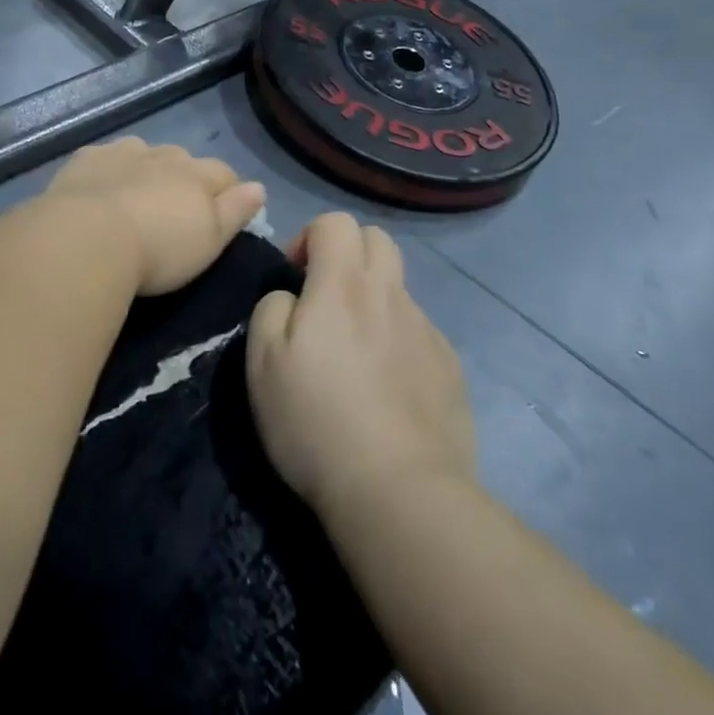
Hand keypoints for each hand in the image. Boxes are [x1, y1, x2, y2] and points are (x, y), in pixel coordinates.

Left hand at [43, 138, 266, 295]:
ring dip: (146, 168)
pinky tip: (101, 187)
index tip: (224, 209)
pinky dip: (109, 169)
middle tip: (174, 209)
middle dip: (184, 176)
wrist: (88, 237)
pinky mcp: (88, 159)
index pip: (223, 173)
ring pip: (144, 153)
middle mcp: (163, 156)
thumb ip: (235, 211)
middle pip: (183, 160)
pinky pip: (106, 157)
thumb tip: (259, 187)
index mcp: (196, 175)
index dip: (227, 190)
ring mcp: (123, 153)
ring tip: (137, 196)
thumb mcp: (209, 240)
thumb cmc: (158, 250)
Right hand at [246, 213, 476, 513]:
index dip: (309, 237)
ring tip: (356, 353)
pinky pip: (420, 332)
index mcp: (343, 284)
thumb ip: (272, 308)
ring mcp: (426, 330)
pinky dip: (398, 341)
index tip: (295, 278)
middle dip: (348, 254)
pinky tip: (387, 388)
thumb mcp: (262, 361)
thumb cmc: (316, 420)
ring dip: (374, 299)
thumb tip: (292, 297)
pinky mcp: (451, 368)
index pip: (335, 221)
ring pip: (399, 288)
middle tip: (326, 299)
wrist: (399, 493)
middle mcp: (390, 294)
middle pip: (377, 239)